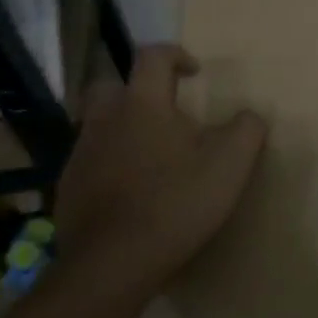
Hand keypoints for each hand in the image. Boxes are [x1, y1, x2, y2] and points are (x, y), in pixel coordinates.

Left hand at [52, 45, 266, 299]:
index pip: (152, 56)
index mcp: (143, 104)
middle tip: (163, 112)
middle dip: (136, 90)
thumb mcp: (231, 164)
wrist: (114, 263)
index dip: (175, 55)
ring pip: (98, 125)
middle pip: (111, 85)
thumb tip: (250, 115)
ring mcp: (81, 154)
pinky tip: (130, 192)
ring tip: (151, 157)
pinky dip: (109, 166)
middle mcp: (105, 119)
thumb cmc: (176, 202)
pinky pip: (89, 162)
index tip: (194, 72)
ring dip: (122, 129)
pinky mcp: (67, 188)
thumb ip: (247, 129)